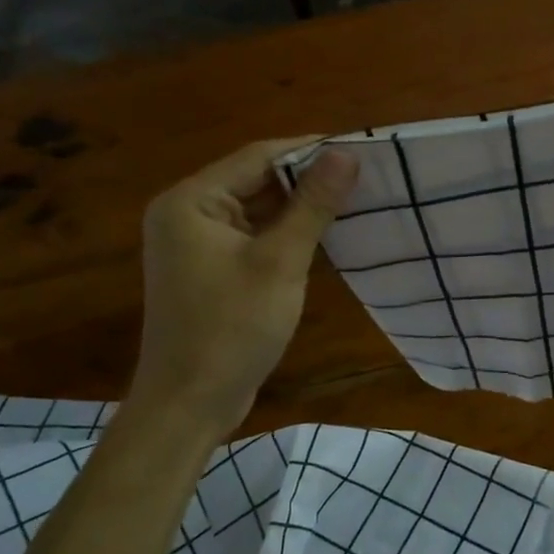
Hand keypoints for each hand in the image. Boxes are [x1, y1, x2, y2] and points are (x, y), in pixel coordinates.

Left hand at [127, 140, 358, 430]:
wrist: (189, 405)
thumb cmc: (231, 329)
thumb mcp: (279, 262)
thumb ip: (312, 205)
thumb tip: (346, 154)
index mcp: (191, 201)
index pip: (258, 156)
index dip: (310, 149)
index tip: (360, 148)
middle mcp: (187, 213)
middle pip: (256, 180)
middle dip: (308, 179)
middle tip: (365, 176)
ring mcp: (197, 244)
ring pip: (258, 209)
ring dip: (301, 207)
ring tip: (355, 200)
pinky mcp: (211, 269)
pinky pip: (254, 236)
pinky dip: (287, 233)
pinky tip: (326, 235)